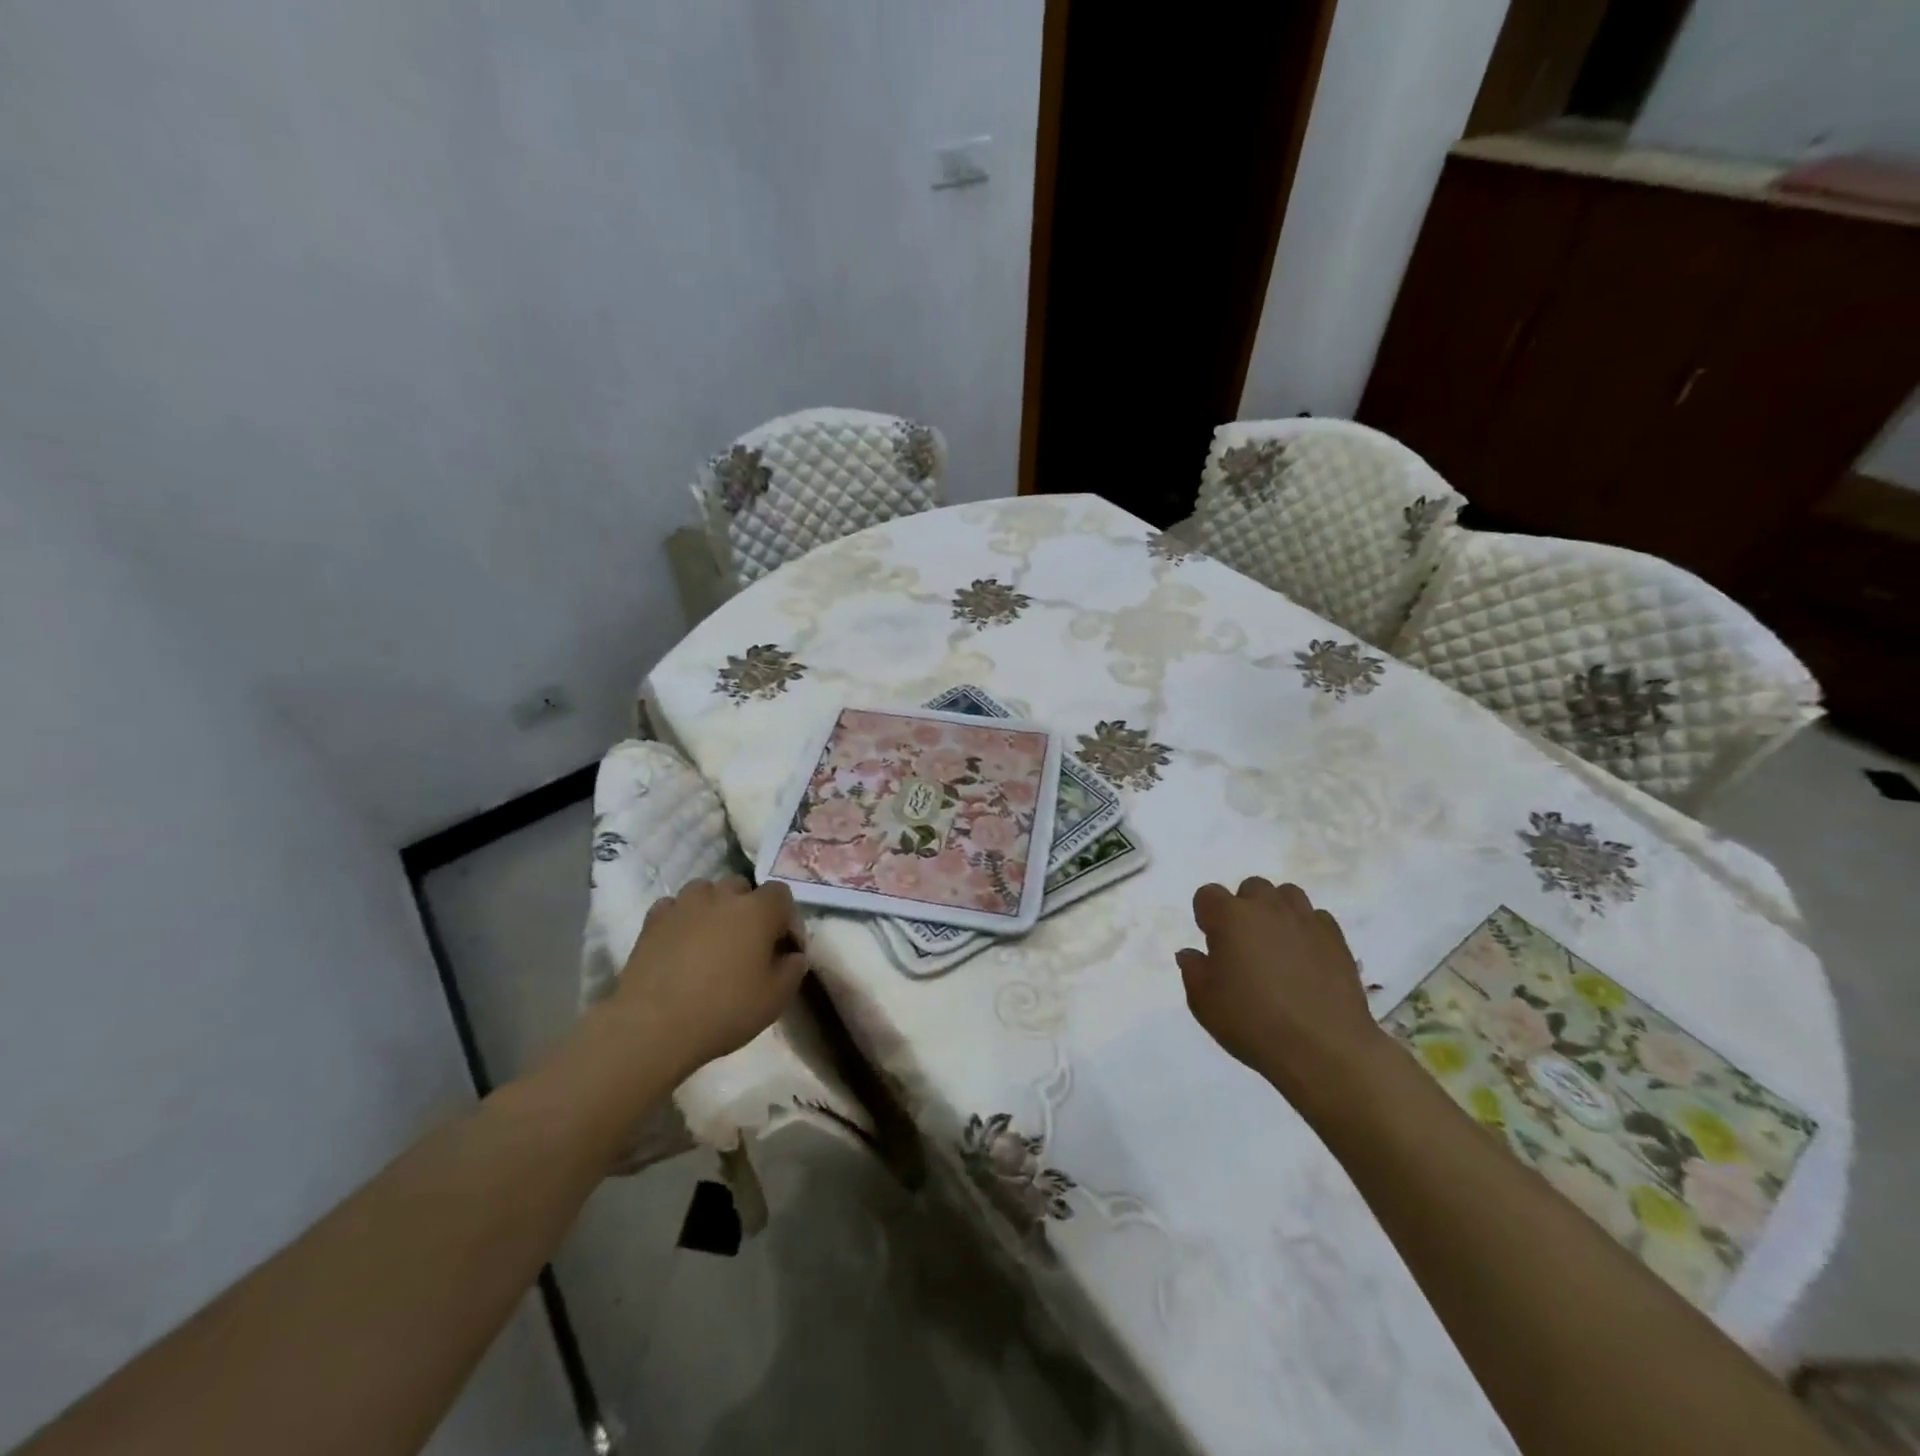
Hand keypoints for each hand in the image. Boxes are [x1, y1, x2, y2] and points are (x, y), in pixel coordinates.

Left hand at [608, 877, 807, 1080]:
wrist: (654, 1026)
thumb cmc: (725, 1010)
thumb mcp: (776, 998)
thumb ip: (793, 969)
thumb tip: (794, 955)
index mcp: (758, 910)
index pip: (781, 894)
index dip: (786, 918)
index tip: (784, 947)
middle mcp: (722, 896)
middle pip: (742, 887)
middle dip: (748, 908)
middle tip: (747, 943)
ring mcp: (684, 905)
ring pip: (705, 891)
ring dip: (713, 908)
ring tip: (711, 939)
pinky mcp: (653, 921)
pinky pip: (674, 908)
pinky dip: (681, 919)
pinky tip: (680, 944)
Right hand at [1177, 878, 1388, 1113]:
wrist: (1324, 1049)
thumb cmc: (1253, 1023)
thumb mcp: (1204, 1003)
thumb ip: (1193, 970)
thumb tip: (1192, 953)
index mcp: (1230, 917)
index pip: (1207, 894)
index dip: (1206, 915)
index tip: (1212, 944)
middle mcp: (1267, 908)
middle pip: (1251, 888)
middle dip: (1244, 908)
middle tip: (1244, 945)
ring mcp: (1306, 920)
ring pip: (1287, 895)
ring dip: (1277, 911)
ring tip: (1277, 944)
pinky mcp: (1336, 938)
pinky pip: (1317, 919)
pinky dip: (1307, 930)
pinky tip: (1306, 958)